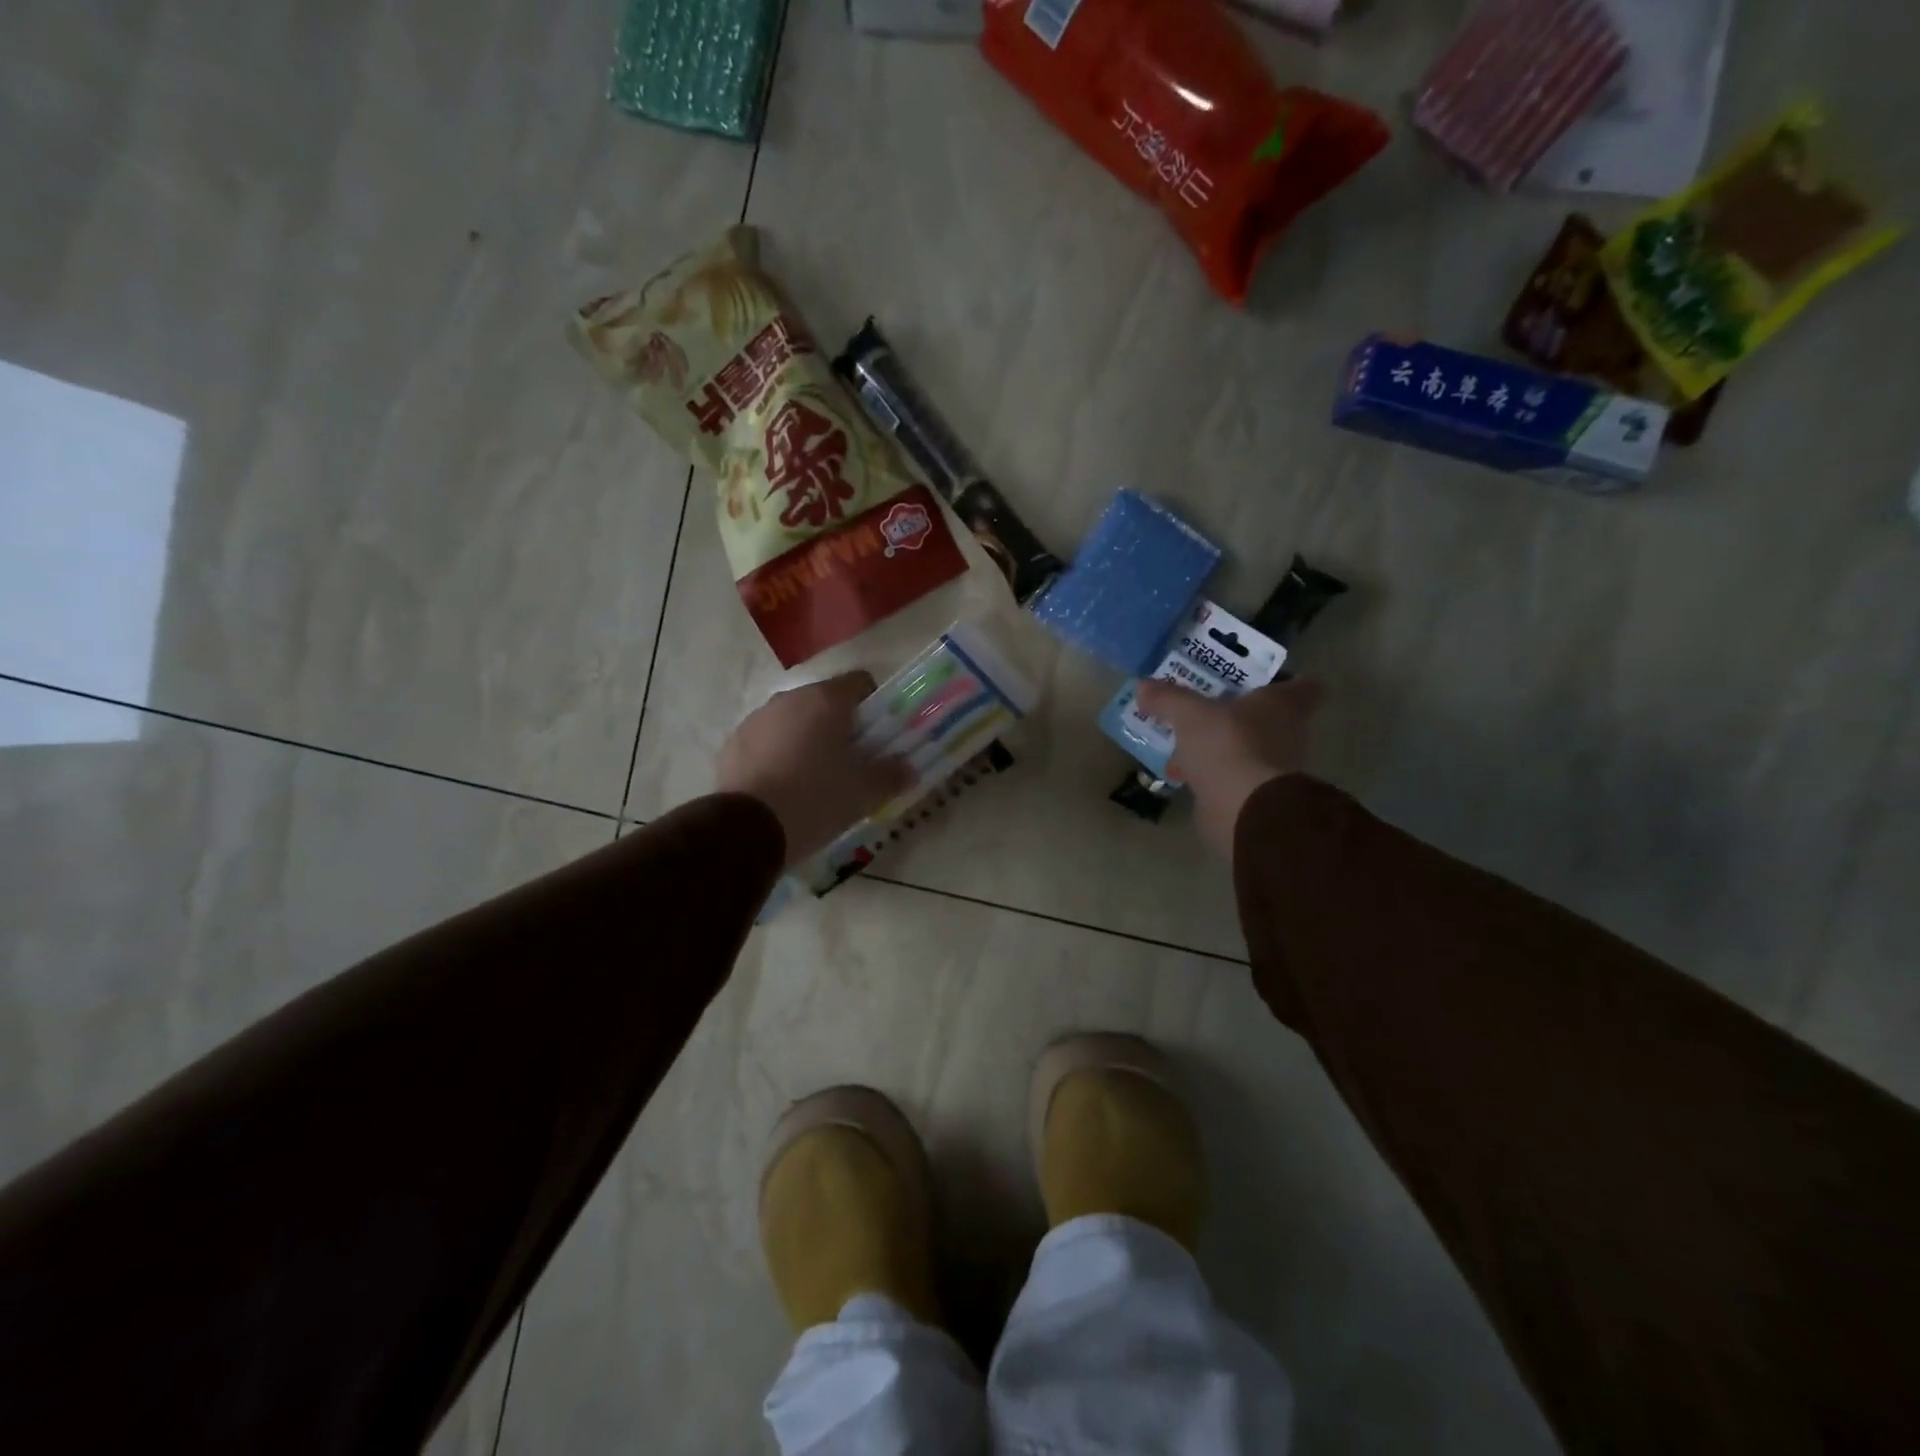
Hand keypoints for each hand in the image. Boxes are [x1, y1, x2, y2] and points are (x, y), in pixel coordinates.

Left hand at [716, 671, 915, 868]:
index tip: (880, 734)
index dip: (875, 705)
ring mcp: (756, 719)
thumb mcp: (863, 793)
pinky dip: (778, 754)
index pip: (860, 683)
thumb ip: (890, 776)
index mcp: (825, 701)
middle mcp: (789, 699)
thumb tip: (908, 769)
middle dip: (840, 726)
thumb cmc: (815, 800)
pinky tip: (784, 787)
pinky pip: (766, 741)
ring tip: (815, 777)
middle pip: (824, 702)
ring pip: (793, 720)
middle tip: (852, 760)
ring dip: (807, 739)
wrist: (747, 829)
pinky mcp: (733, 744)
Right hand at [1132, 677, 1322, 858]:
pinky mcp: (1255, 796)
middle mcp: (1287, 734)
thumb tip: (1143, 686)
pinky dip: (1211, 773)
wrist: (1243, 811)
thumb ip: (1168, 698)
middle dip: (1239, 712)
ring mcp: (1273, 768)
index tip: (1256, 679)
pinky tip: (1182, 772)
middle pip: (1268, 717)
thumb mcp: (1190, 714)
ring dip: (1221, 744)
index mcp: (1283, 705)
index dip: (1284, 680)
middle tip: (1206, 704)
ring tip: (1185, 739)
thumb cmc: (1228, 746)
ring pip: (1246, 747)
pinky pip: (1230, 775)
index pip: (1303, 686)